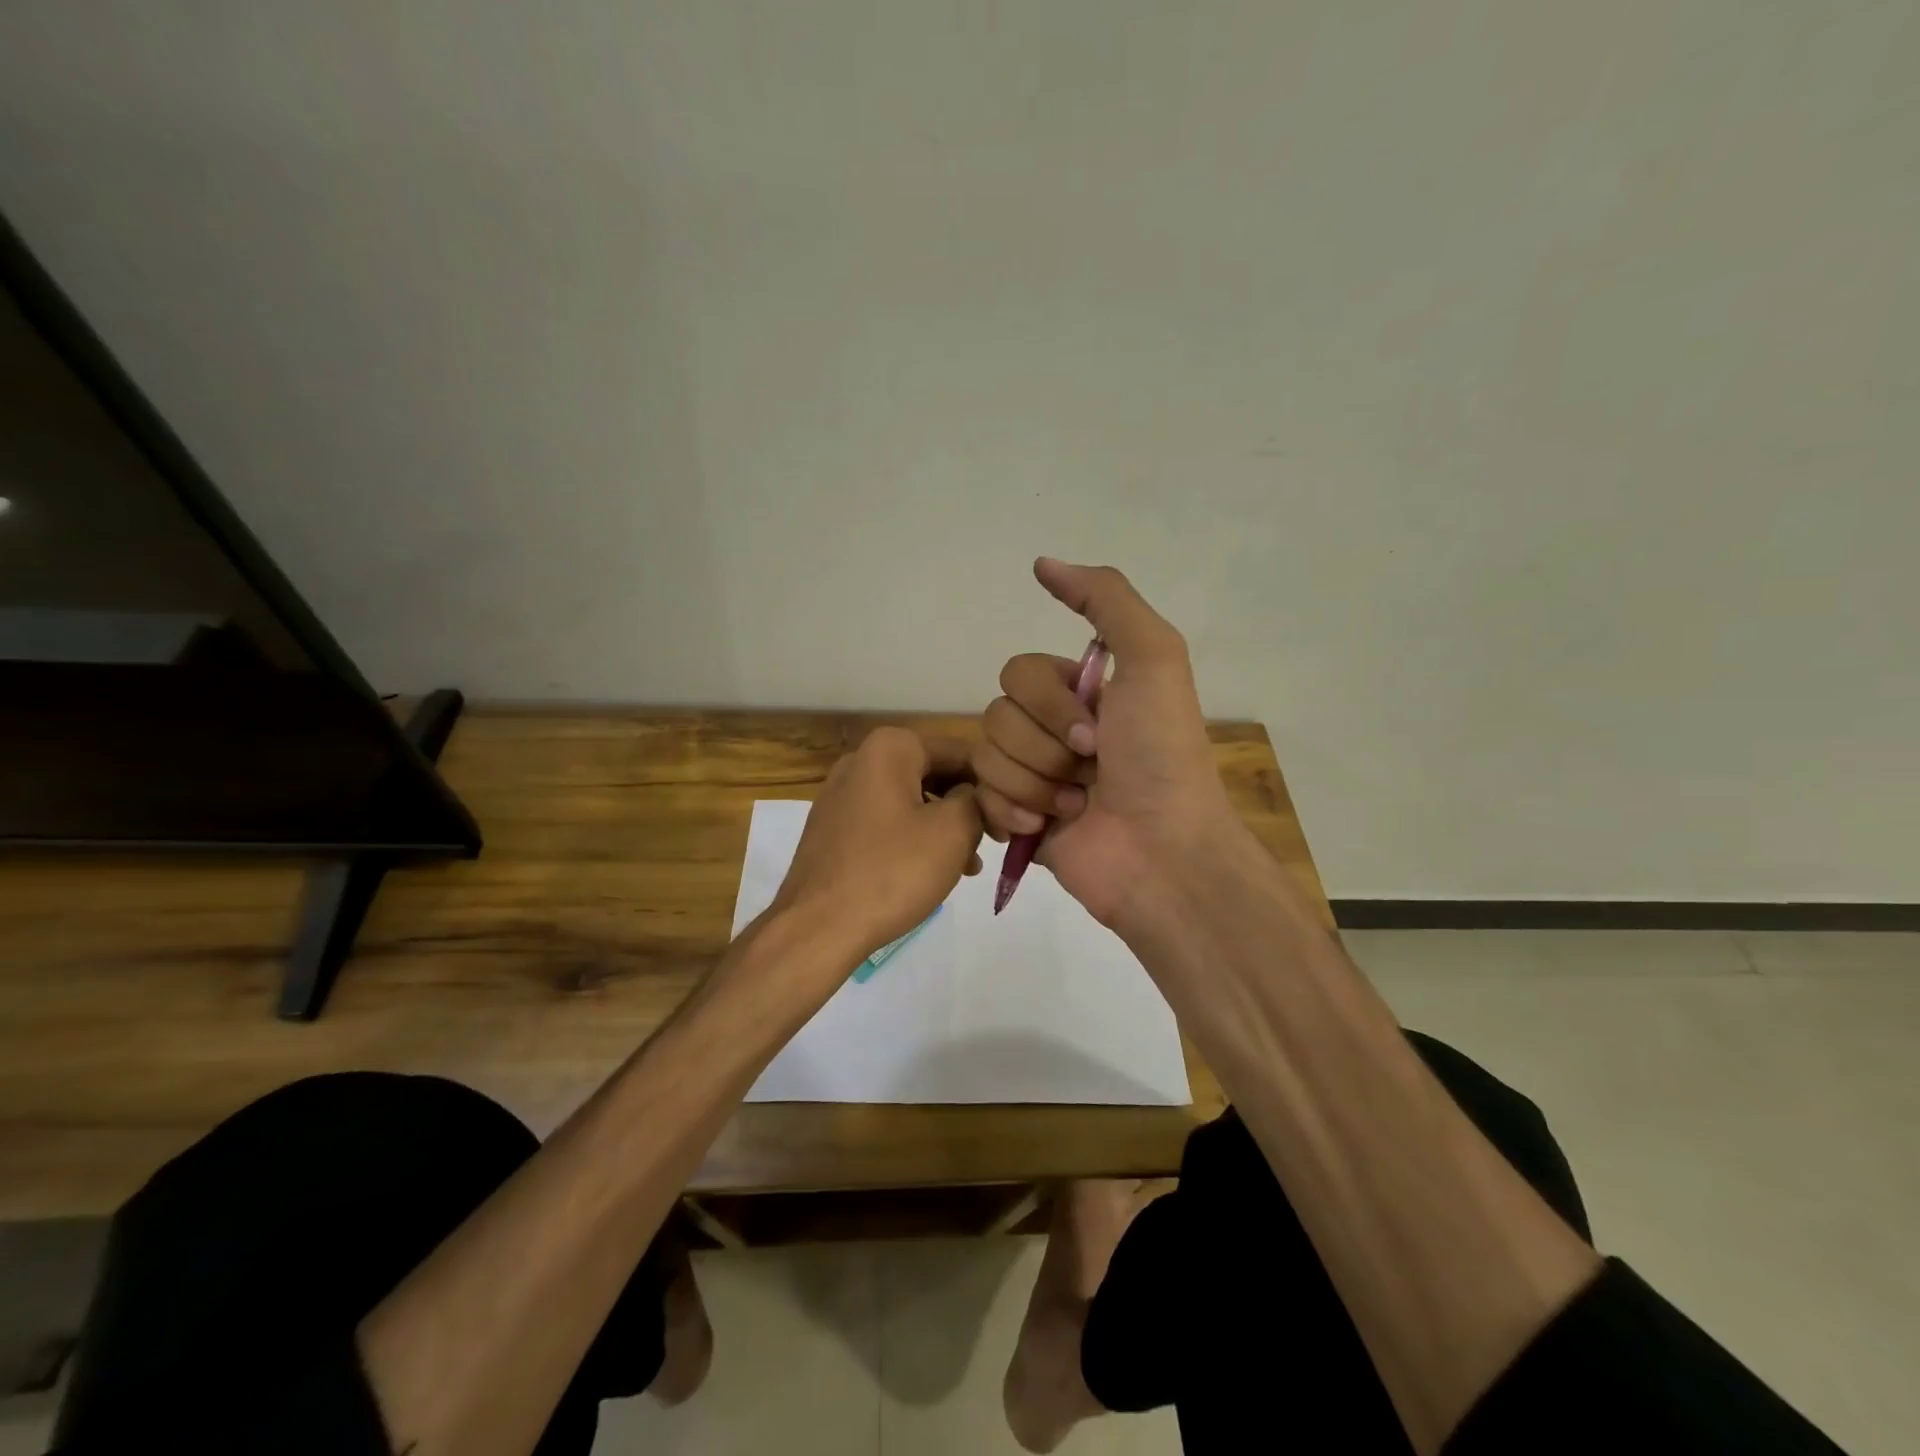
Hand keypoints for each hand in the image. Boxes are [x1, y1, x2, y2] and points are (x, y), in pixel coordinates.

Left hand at [769, 727, 984, 975]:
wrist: (818, 927)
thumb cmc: (892, 871)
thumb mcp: (953, 831)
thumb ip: (977, 800)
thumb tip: (977, 795)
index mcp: (890, 748)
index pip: (960, 752)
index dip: (992, 785)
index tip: (1011, 820)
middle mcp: (860, 760)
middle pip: (933, 774)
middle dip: (966, 807)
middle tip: (993, 843)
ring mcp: (841, 795)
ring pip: (911, 801)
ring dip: (944, 827)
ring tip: (968, 866)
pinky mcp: (833, 829)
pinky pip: (886, 822)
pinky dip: (913, 839)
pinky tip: (932, 872)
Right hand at [974, 559, 1235, 928]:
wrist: (1161, 853)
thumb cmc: (1161, 756)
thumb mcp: (1153, 658)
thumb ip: (1105, 599)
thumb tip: (1042, 563)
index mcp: (1080, 693)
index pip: (1018, 672)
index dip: (1050, 702)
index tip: (1097, 732)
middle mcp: (1053, 730)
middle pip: (997, 713)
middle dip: (1042, 746)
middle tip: (1089, 770)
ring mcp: (1034, 777)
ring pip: (986, 756)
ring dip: (1034, 782)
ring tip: (1076, 806)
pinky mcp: (1017, 820)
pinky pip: (980, 798)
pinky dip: (1013, 813)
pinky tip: (1046, 828)